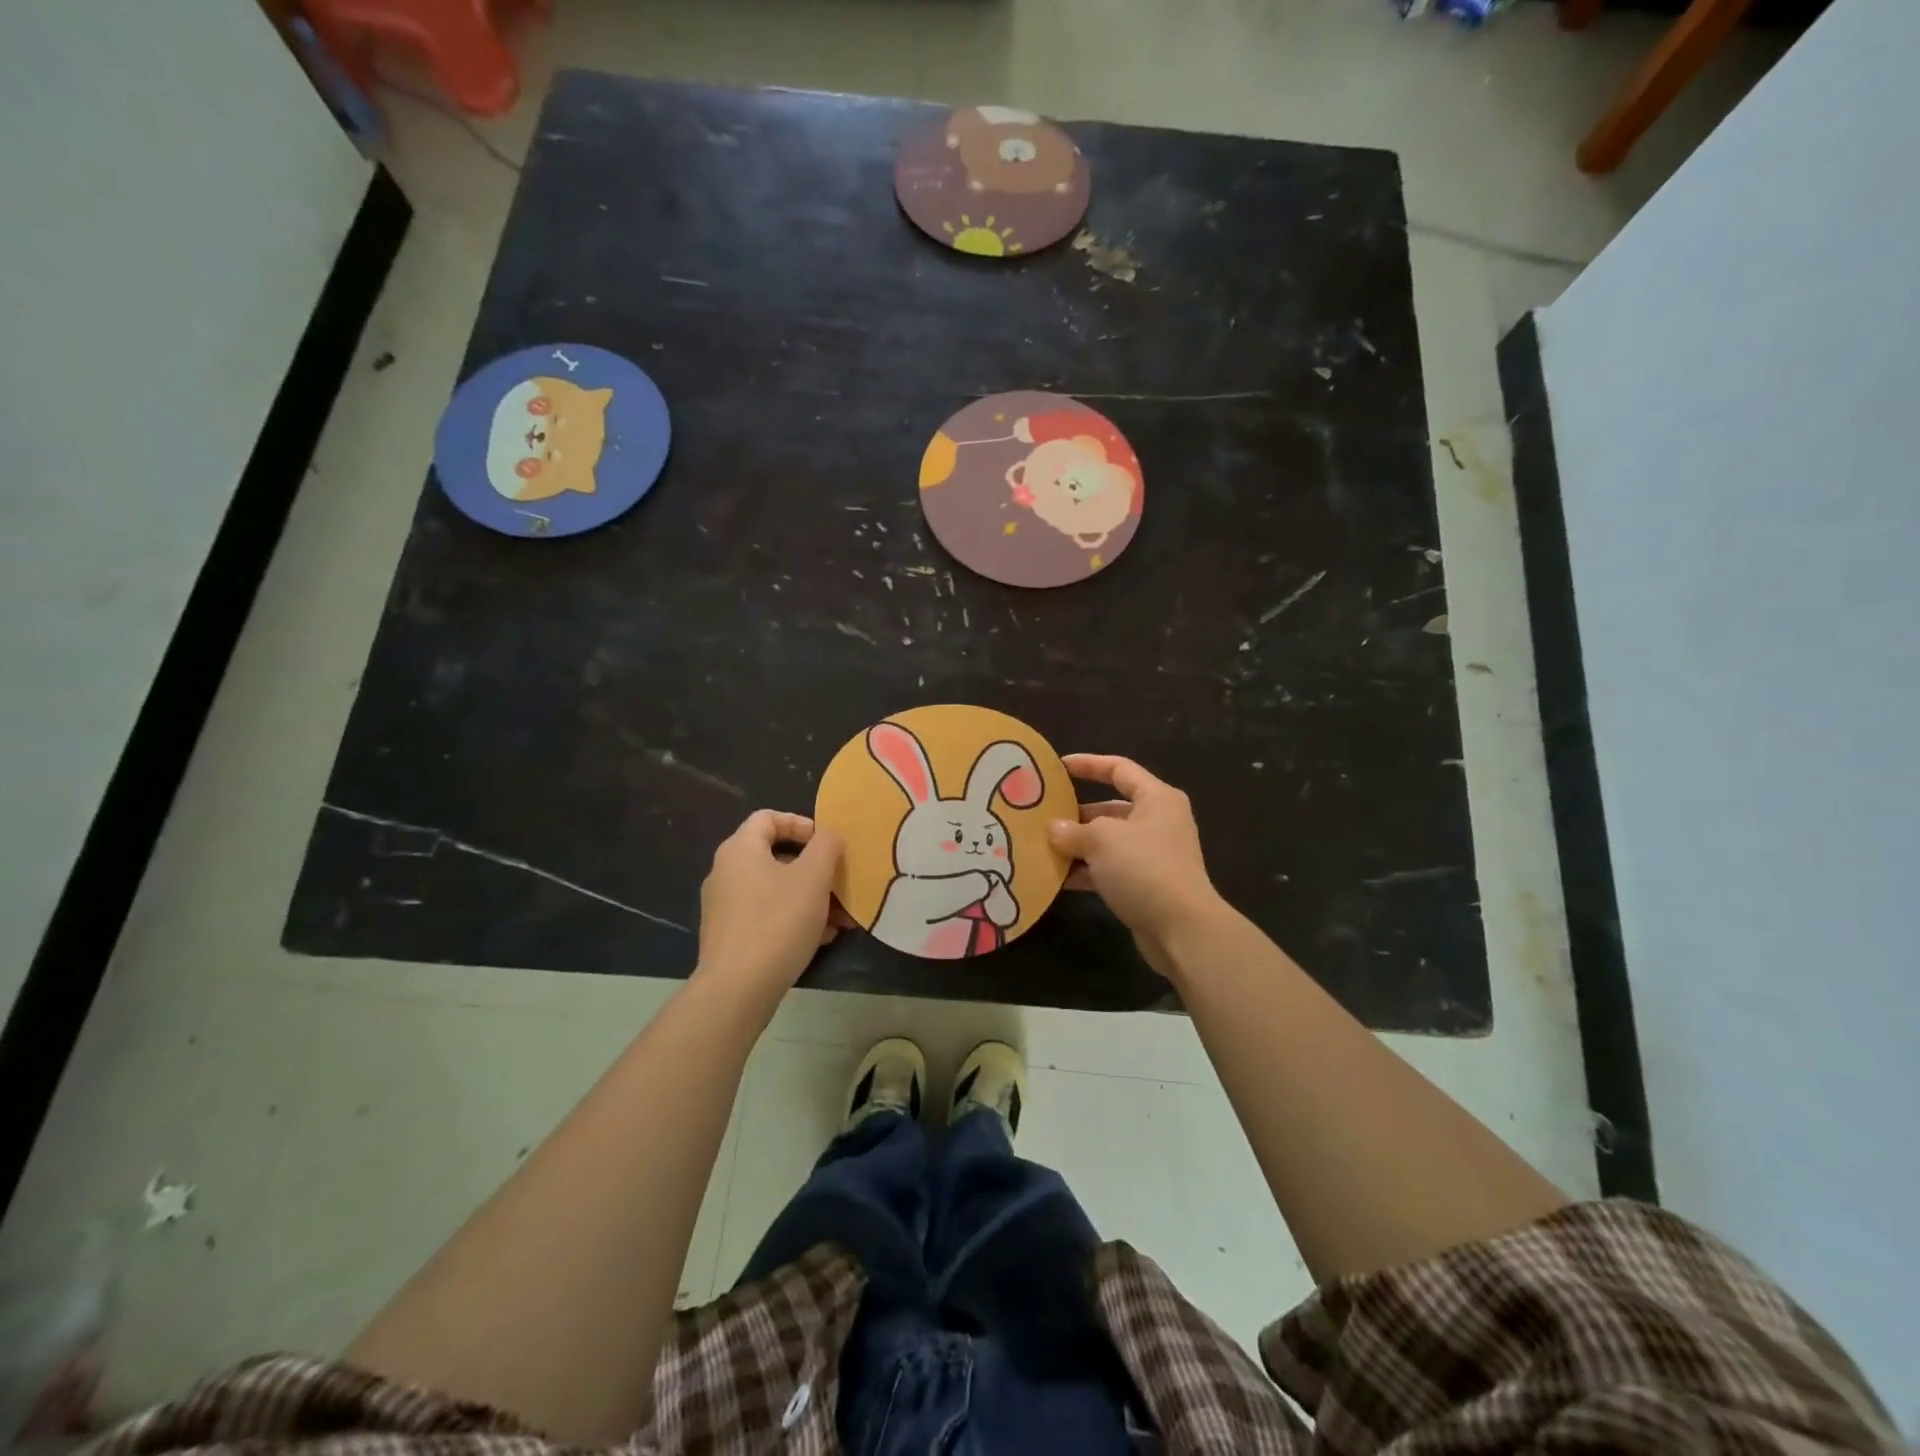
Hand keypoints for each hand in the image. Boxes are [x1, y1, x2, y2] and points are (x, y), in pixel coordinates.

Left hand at [695, 810, 843, 1006]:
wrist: (737, 990)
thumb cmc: (777, 922)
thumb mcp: (813, 877)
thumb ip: (826, 846)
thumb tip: (829, 836)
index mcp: (739, 850)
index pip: (768, 818)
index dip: (801, 823)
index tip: (827, 844)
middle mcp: (726, 873)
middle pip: (776, 856)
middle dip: (815, 868)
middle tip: (840, 882)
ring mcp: (725, 907)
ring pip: (776, 890)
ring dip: (811, 897)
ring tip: (841, 916)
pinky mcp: (730, 937)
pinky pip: (768, 916)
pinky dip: (795, 919)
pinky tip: (822, 937)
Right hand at [1049, 754, 1222, 974]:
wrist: (1182, 929)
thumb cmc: (1144, 868)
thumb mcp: (1102, 840)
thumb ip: (1073, 830)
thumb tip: (1054, 829)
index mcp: (1156, 798)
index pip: (1119, 769)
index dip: (1088, 764)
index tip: (1058, 767)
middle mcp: (1157, 822)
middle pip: (1111, 808)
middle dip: (1076, 814)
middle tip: (1043, 817)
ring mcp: (1153, 855)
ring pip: (1108, 842)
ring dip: (1078, 846)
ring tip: (1043, 848)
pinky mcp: (1146, 884)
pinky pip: (1109, 869)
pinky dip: (1086, 871)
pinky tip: (1058, 878)